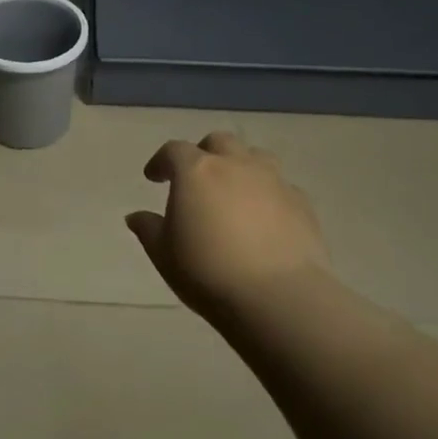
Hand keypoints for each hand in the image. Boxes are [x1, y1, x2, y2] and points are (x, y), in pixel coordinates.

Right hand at [126, 132, 334, 324]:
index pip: (173, 150)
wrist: (278, 296)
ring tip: (234, 191)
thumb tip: (136, 216)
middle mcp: (235, 165)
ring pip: (255, 156)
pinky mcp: (301, 202)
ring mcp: (273, 180)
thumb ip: (149, 229)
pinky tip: (264, 218)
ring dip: (240, 166)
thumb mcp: (164, 255)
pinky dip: (267, 194)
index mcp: (196, 171)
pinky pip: (280, 186)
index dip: (161, 161)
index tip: (154, 178)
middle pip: (218, 142)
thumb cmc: (208, 272)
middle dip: (204, 153)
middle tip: (196, 178)